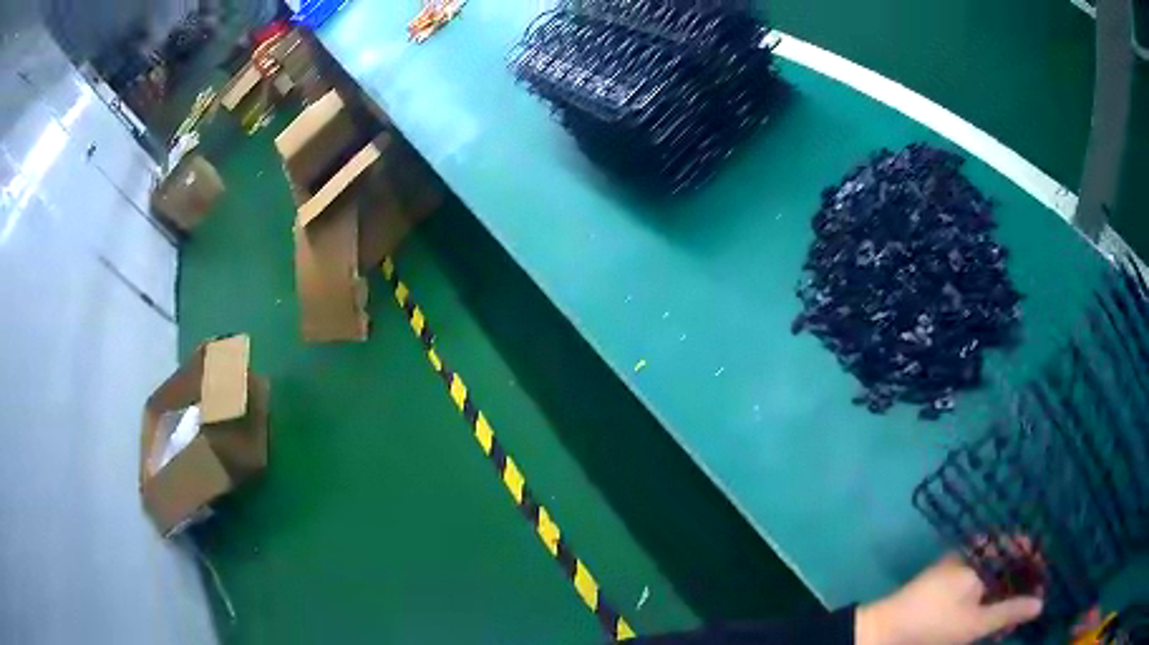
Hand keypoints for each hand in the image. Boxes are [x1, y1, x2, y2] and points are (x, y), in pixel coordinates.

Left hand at [856, 552, 1043, 644]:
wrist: (883, 630)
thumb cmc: (933, 624)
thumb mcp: (975, 623)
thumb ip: (1009, 612)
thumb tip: (1041, 603)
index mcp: (981, 555)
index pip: (1019, 547)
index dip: (1034, 562)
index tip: (1043, 580)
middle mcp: (972, 554)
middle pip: (1007, 563)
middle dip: (1019, 585)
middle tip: (1027, 607)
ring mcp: (957, 567)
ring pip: (992, 577)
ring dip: (1004, 597)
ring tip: (1009, 621)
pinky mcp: (946, 583)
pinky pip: (977, 586)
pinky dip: (987, 600)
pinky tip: (990, 619)